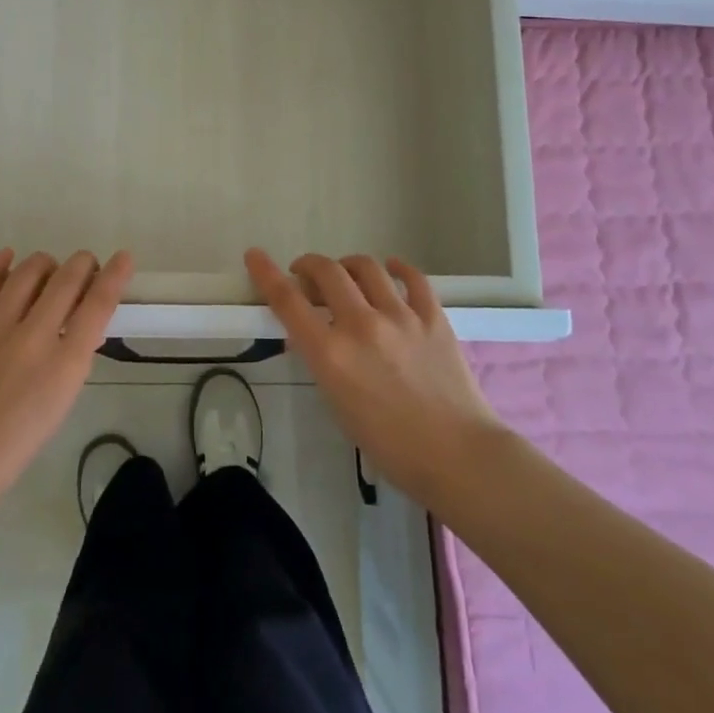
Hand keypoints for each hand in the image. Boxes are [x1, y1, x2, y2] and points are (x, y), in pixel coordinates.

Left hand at [0, 249, 132, 512]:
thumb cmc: (11, 446)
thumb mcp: (58, 404)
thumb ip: (71, 360)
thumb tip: (80, 326)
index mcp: (65, 365)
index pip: (98, 304)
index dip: (115, 276)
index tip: (123, 257)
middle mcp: (33, 337)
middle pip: (67, 279)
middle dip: (83, 264)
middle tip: (85, 264)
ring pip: (28, 272)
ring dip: (45, 264)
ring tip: (47, 268)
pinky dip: (0, 265)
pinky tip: (8, 258)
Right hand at [245, 248, 503, 506]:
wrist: (458, 456)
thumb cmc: (389, 445)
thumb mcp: (338, 405)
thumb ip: (322, 362)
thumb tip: (310, 337)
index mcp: (331, 354)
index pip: (288, 301)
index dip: (265, 273)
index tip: (255, 256)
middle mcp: (361, 325)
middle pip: (326, 271)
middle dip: (308, 266)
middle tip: (306, 275)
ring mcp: (400, 316)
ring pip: (366, 267)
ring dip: (347, 265)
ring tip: (347, 275)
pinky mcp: (433, 316)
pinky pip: (413, 277)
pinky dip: (396, 268)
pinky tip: (391, 270)